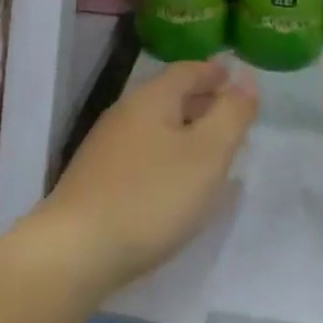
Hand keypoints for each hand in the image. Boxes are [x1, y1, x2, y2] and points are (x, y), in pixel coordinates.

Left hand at [31, 58, 257, 298]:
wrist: (75, 251)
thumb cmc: (152, 196)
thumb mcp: (207, 154)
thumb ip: (231, 115)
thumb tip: (246, 81)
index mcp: (151, 99)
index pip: (188, 70)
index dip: (215, 73)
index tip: (236, 78)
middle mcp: (125, 113)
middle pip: (169, 96)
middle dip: (202, 101)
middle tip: (232, 114)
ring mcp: (106, 146)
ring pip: (156, 126)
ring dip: (186, 130)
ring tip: (212, 149)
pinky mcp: (97, 178)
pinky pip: (143, 152)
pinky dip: (168, 154)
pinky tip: (178, 182)